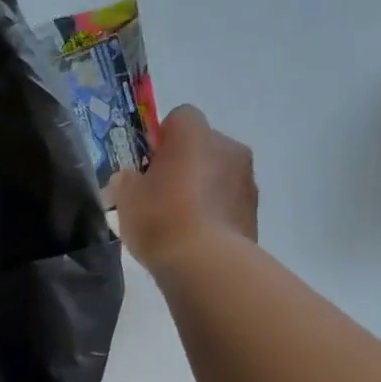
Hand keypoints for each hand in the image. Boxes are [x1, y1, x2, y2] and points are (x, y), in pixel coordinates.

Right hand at [112, 105, 258, 271]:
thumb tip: (132, 178)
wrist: (206, 264)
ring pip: (218, 174)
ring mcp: (247, 179)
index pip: (180, 117)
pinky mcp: (254, 211)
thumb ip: (127, 180)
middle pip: (202, 146)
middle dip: (184, 164)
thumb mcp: (126, 198)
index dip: (162, 138)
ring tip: (178, 222)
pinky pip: (228, 202)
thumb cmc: (161, 219)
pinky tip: (195, 238)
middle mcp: (228, 147)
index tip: (147, 165)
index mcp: (195, 135)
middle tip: (159, 195)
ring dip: (202, 188)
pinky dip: (214, 212)